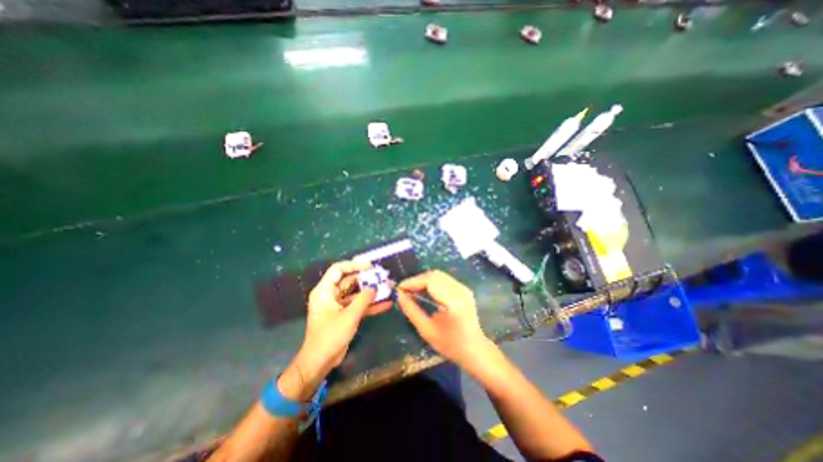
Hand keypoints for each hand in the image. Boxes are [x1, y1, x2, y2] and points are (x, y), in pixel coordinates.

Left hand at [299, 263, 390, 379]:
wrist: (320, 363)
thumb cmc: (330, 336)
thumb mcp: (349, 316)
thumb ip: (363, 299)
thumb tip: (375, 287)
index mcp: (325, 291)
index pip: (338, 270)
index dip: (354, 265)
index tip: (370, 266)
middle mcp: (331, 295)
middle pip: (350, 281)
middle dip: (368, 279)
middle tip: (384, 277)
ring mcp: (339, 305)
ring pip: (357, 293)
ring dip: (372, 292)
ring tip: (389, 288)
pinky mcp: (345, 315)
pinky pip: (359, 305)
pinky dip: (371, 305)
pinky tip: (386, 304)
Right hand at [396, 271, 491, 367]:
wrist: (475, 350)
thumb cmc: (451, 345)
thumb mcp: (427, 331)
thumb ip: (412, 311)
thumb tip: (399, 296)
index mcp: (453, 302)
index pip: (430, 281)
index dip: (413, 282)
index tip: (399, 288)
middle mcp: (460, 290)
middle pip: (434, 275)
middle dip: (417, 280)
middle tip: (404, 290)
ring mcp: (463, 288)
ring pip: (438, 275)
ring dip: (423, 280)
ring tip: (412, 290)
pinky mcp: (463, 289)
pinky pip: (444, 279)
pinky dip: (431, 282)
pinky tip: (424, 291)